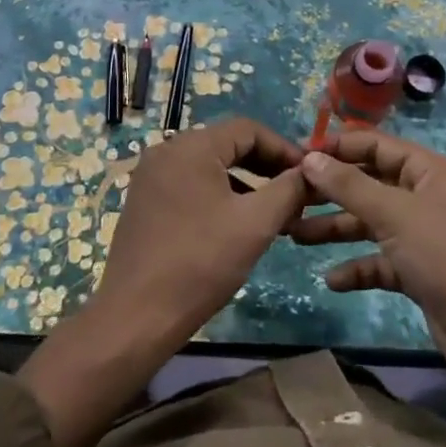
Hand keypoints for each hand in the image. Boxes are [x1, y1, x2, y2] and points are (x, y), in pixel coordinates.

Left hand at [92, 115, 309, 341]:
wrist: (136, 317)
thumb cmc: (200, 263)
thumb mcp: (255, 224)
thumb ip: (288, 190)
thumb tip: (309, 171)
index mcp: (191, 146)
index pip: (248, 129)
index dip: (283, 149)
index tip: (308, 174)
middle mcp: (167, 151)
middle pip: (228, 145)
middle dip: (266, 167)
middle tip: (296, 193)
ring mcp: (152, 177)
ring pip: (210, 167)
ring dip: (246, 184)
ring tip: (275, 213)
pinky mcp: (145, 202)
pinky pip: (192, 185)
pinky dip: (220, 196)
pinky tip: (239, 225)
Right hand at [297, 130, 445, 446]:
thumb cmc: (445, 255)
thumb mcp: (394, 214)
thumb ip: (349, 186)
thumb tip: (310, 159)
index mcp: (430, 171)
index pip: (378, 146)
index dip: (339, 147)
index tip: (299, 154)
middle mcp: (427, 197)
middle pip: (371, 184)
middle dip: (332, 191)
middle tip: (290, 196)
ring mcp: (425, 236)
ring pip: (372, 223)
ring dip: (336, 228)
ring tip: (294, 235)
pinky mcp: (421, 272)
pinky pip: (381, 261)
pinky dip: (358, 267)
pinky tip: (331, 280)